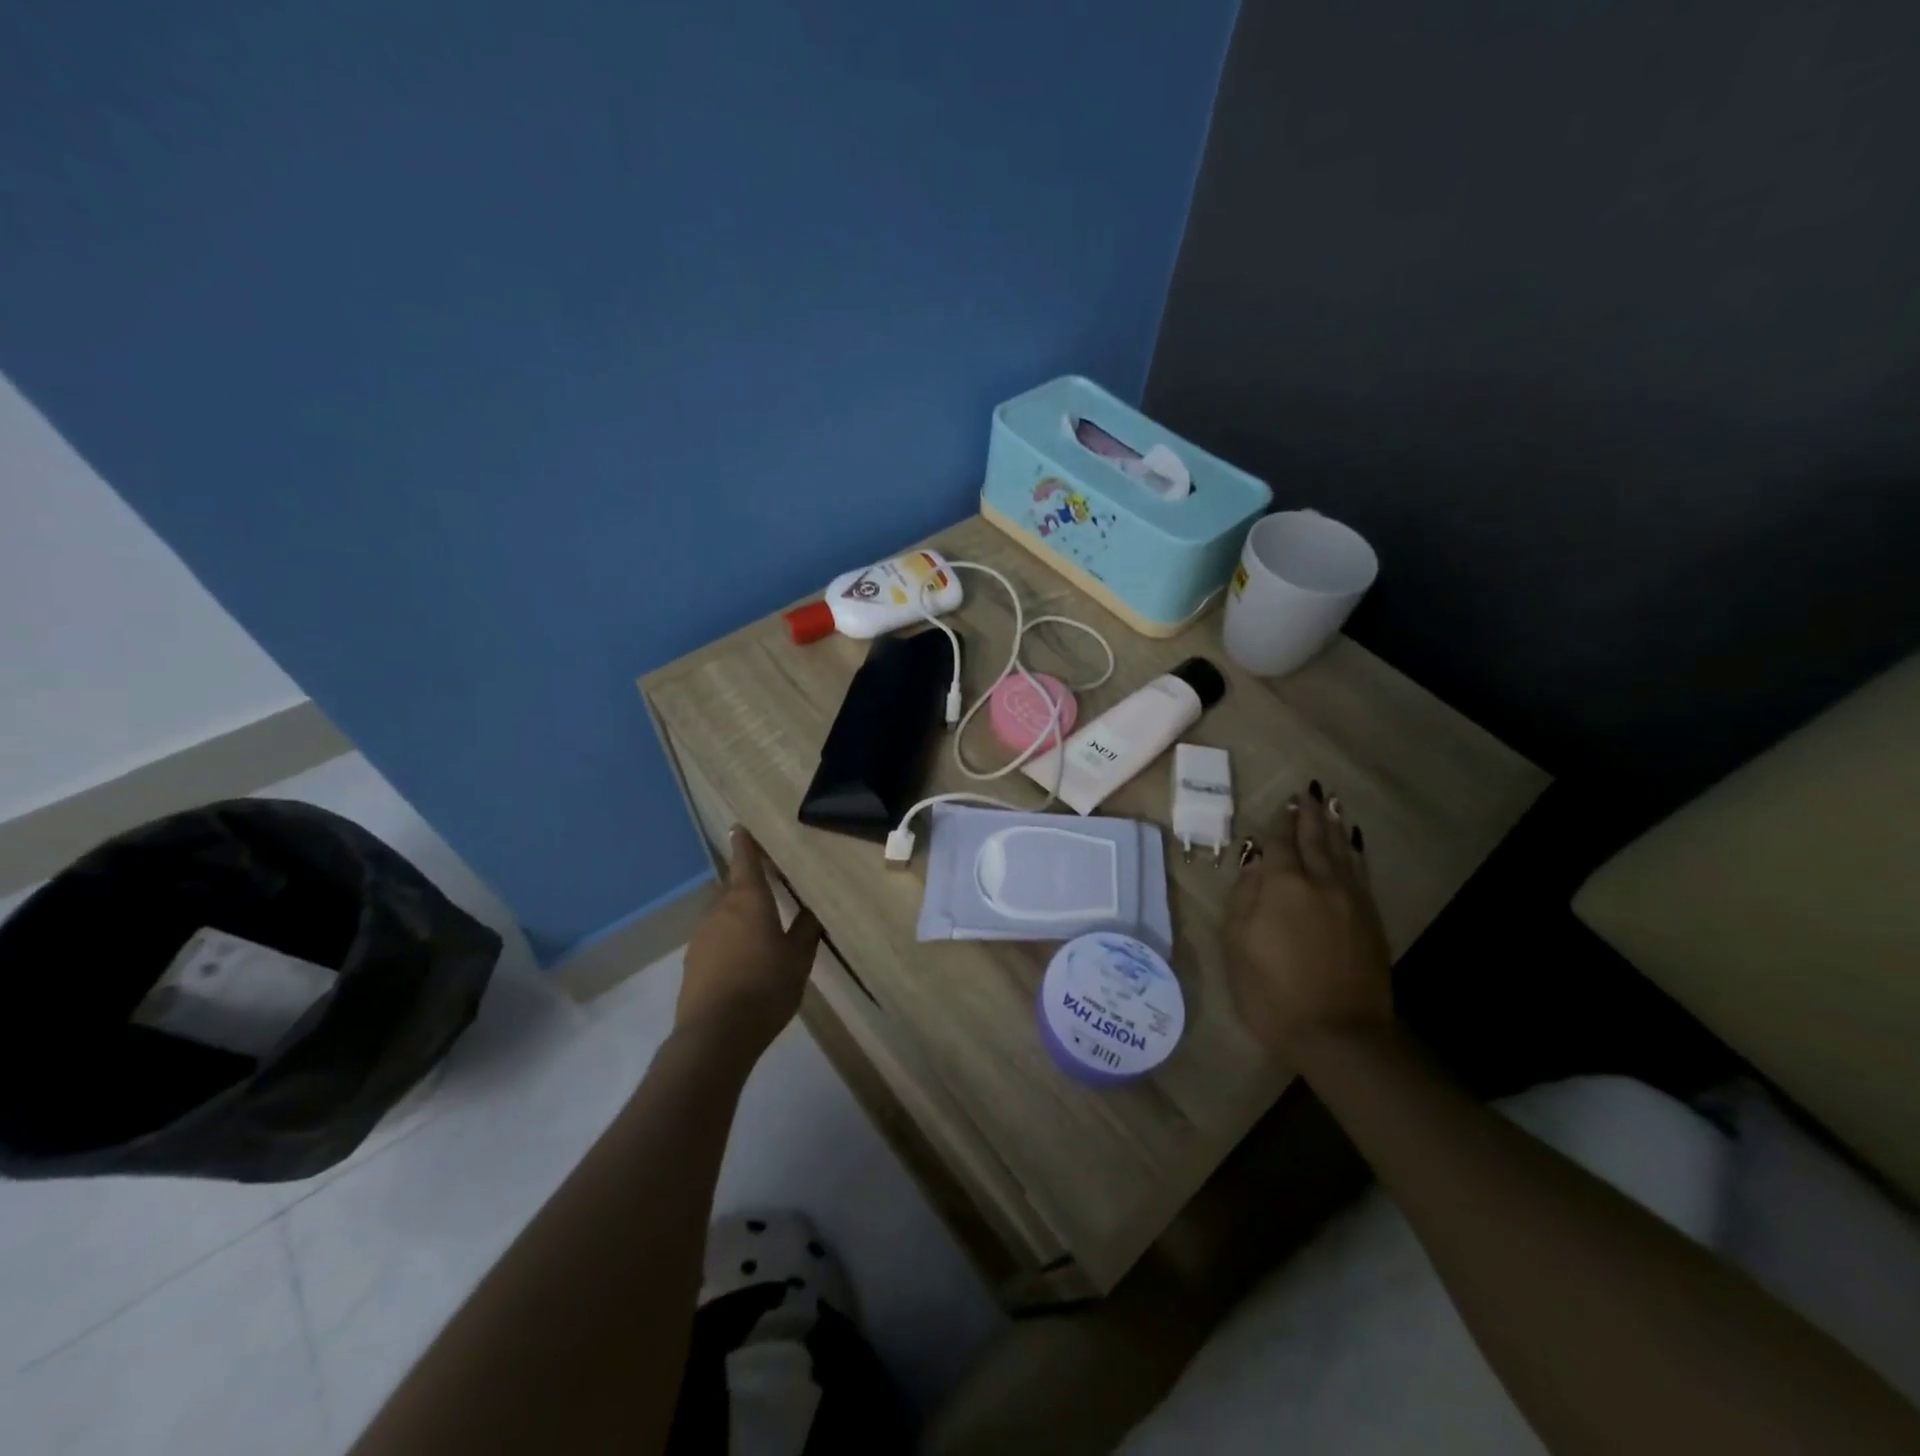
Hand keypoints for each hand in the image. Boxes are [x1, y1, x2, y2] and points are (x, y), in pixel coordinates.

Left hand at [677, 828, 821, 1057]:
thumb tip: (812, 909)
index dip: (745, 843)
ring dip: (740, 913)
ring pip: (724, 912)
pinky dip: (729, 937)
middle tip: (770, 884)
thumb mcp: (798, 958)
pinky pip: (716, 936)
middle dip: (749, 882)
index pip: (745, 860)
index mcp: (749, 900)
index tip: (742, 827)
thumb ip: (806, 930)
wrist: (715, 1034)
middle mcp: (721, 909)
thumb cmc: (765, 987)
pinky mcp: (693, 960)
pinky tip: (744, 957)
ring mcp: (702, 934)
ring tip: (762, 926)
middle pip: (734, 886)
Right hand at [1223, 785, 1393, 1057]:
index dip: (1279, 823)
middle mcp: (1320, 883)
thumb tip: (1254, 863)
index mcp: (1283, 886)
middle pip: (1315, 840)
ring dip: (1333, 827)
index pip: (1280, 844)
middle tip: (1308, 792)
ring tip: (1330, 806)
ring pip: (1342, 852)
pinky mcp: (1370, 920)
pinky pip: (1360, 873)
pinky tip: (1352, 846)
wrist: (1339, 1035)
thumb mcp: (1238, 945)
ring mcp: (1351, 901)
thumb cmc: (1272, 992)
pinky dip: (1354, 853)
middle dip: (1309, 815)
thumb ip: (1245, 897)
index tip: (1282, 804)